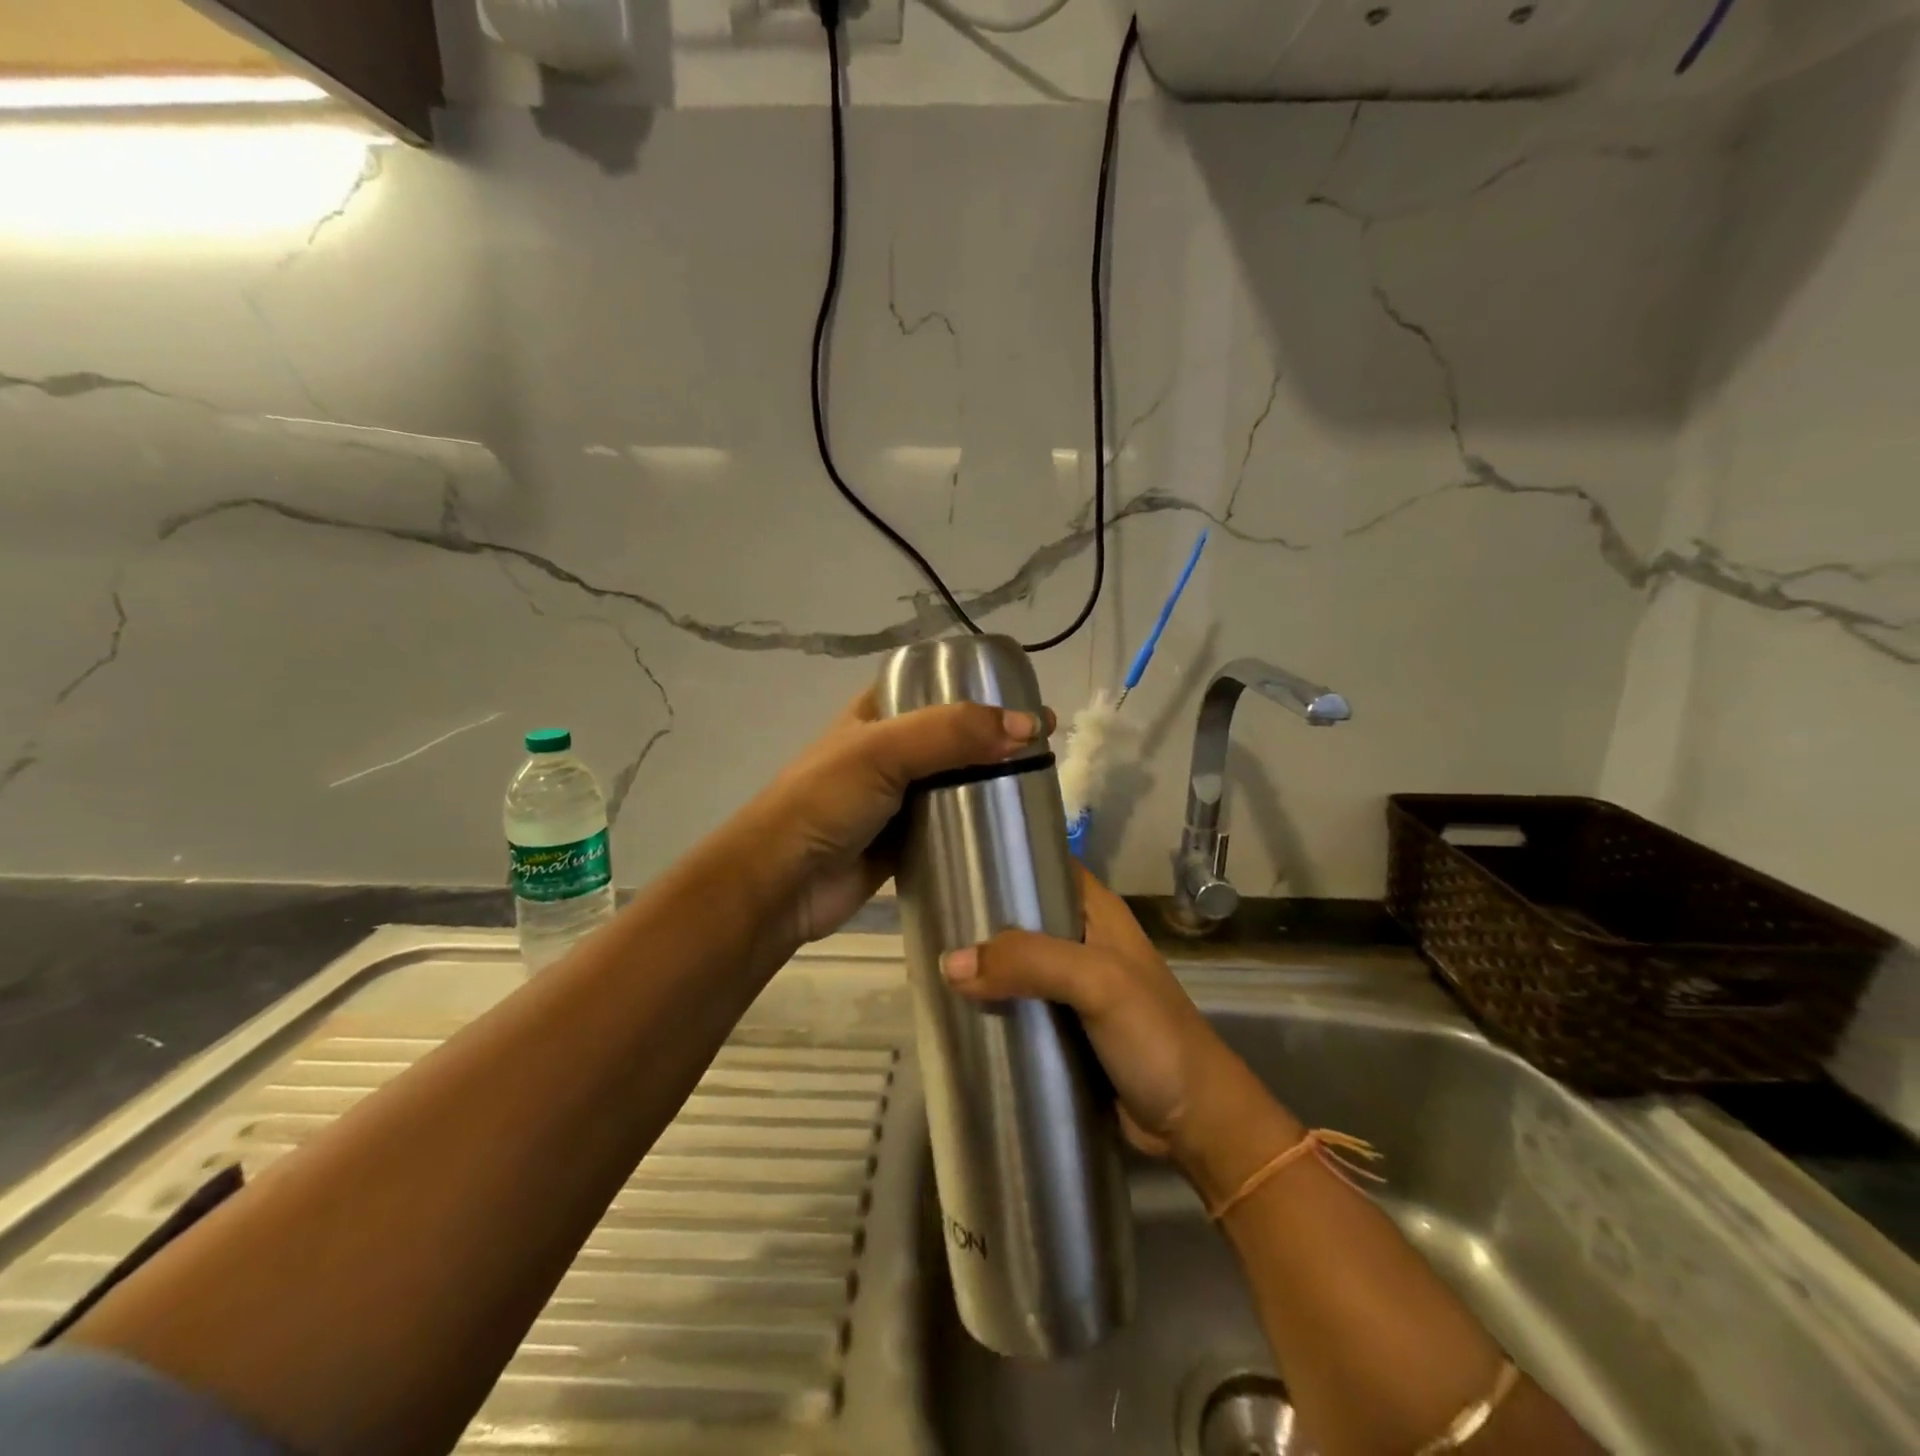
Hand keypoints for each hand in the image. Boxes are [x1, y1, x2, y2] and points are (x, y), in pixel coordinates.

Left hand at [746, 685, 1050, 946]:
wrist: (781, 884)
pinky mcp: (904, 843)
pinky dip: (977, 827)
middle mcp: (889, 752)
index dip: (981, 690)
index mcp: (877, 715)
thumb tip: (1030, 727)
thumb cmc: (824, 802)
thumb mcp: (884, 750)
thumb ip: (952, 733)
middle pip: (954, 738)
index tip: (1030, 703)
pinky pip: (950, 828)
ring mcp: (897, 800)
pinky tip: (1013, 830)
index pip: (937, 688)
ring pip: (956, 783)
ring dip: (991, 784)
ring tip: (1041, 788)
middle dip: (997, 740)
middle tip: (1048, 749)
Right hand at [939, 867, 1238, 1160]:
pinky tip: (955, 1009)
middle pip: (1022, 917)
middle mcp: (1082, 942)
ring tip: (928, 964)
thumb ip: (1029, 962)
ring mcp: (1072, 988)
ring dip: (981, 967)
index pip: (1046, 865)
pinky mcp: (1062, 1029)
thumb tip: (948, 964)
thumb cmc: (1154, 1036)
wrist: (1194, 1123)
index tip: (955, 862)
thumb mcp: (1098, 983)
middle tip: (930, 920)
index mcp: (1098, 913)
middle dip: (980, 919)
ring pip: (1016, 964)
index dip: (1006, 860)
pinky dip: (991, 1006)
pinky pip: (1018, 1007)